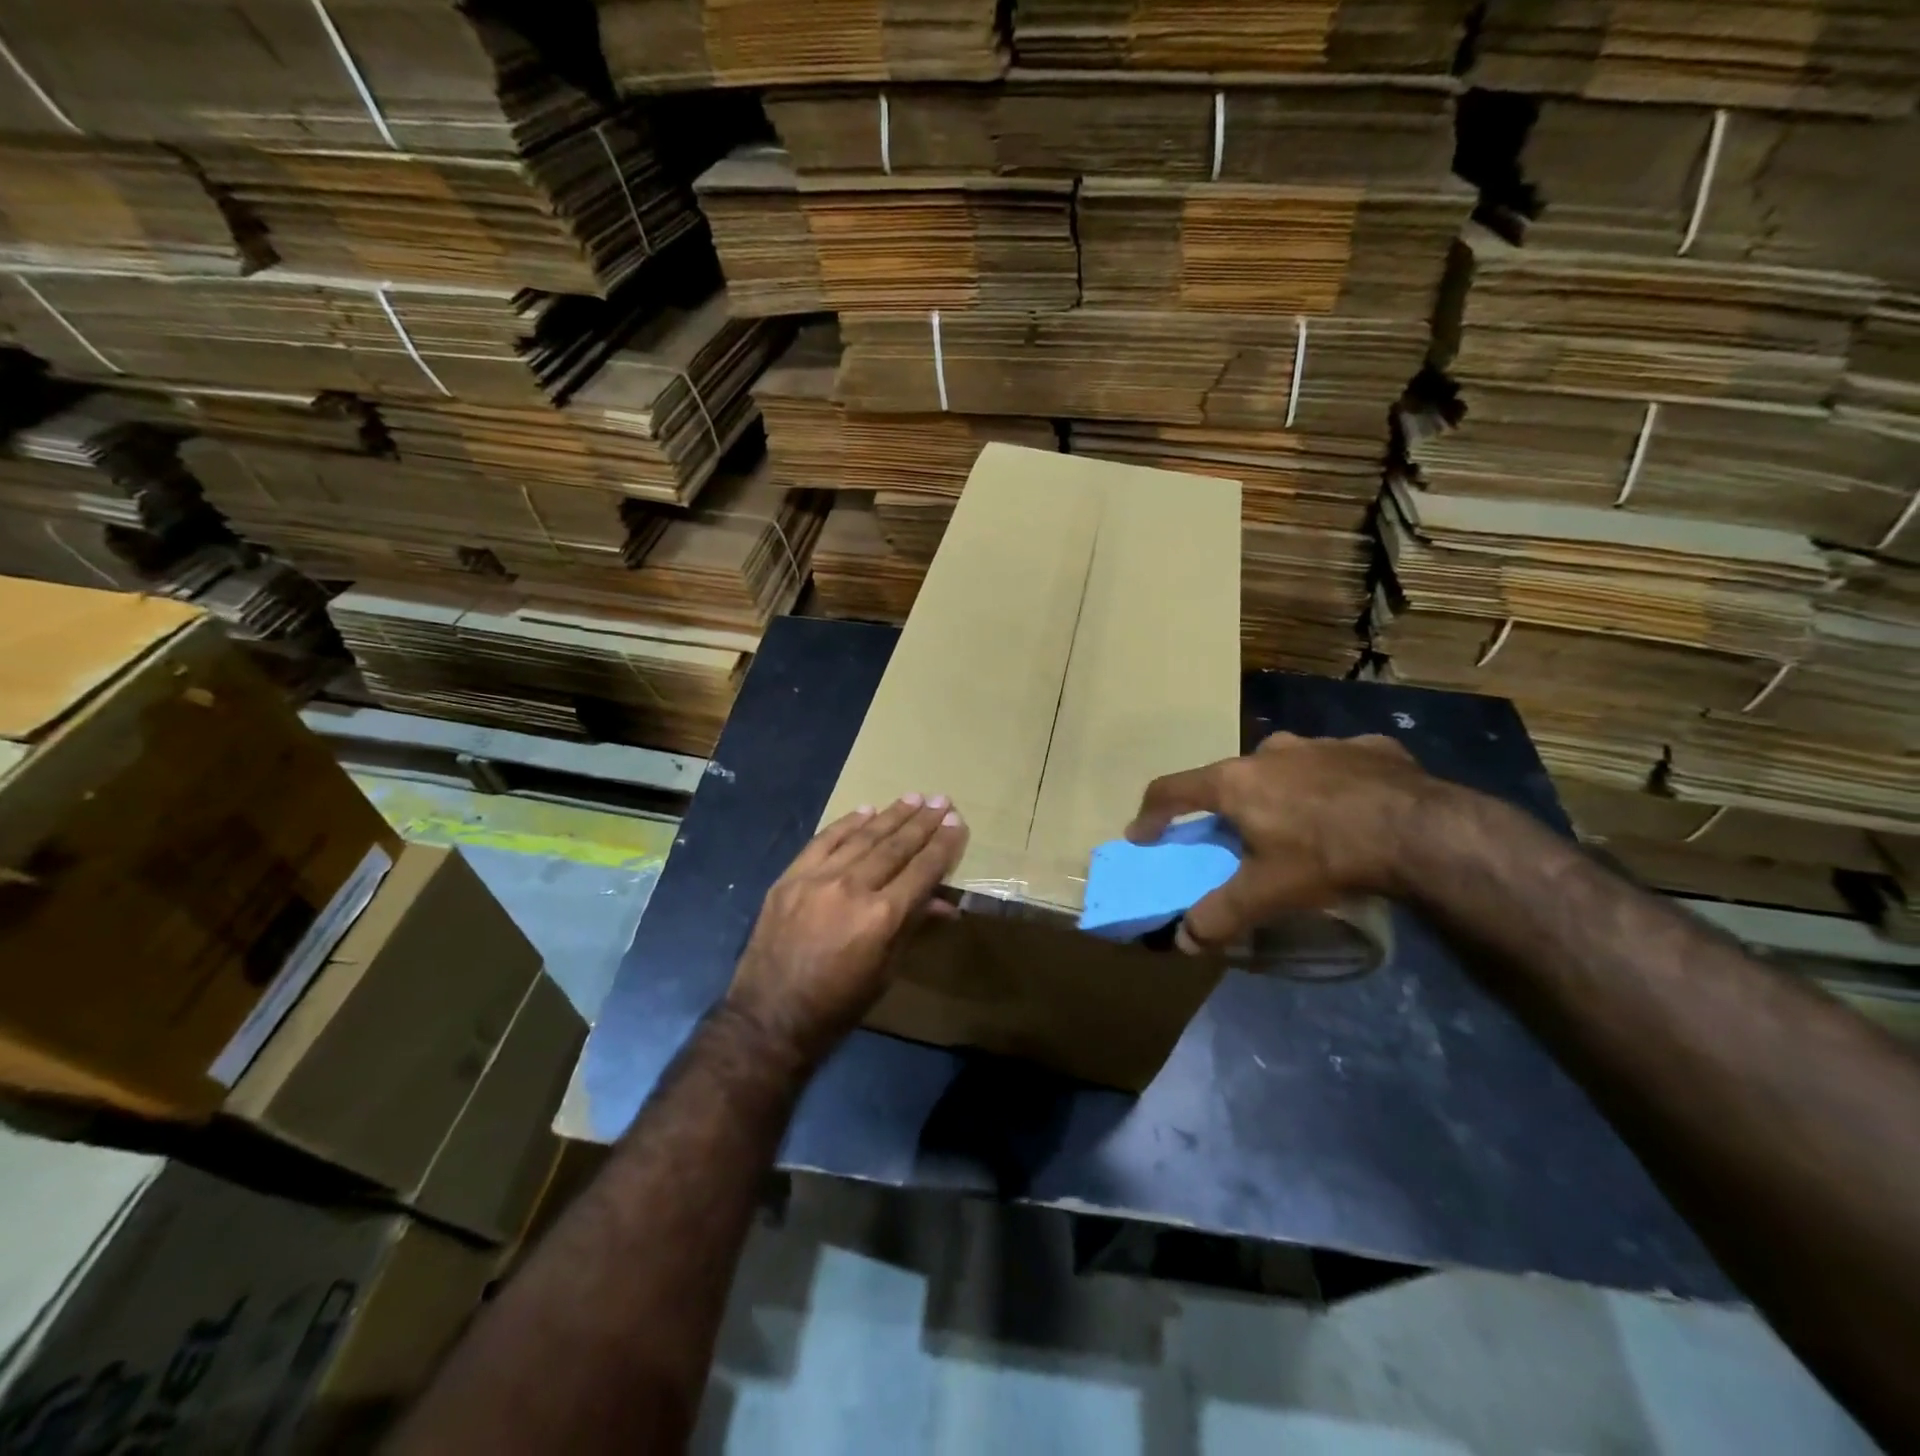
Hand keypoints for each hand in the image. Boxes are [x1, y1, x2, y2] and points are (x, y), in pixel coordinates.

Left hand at [726, 794, 967, 1066]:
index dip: (943, 845)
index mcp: (881, 917)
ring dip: (890, 816)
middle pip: (895, 846)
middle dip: (922, 823)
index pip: (922, 870)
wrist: (769, 1017)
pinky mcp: (790, 877)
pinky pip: (823, 841)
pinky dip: (846, 824)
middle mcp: (852, 888)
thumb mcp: (885, 971)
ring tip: (912, 798)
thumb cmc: (838, 1005)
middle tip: (941, 800)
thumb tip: (944, 903)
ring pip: (862, 837)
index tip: (957, 822)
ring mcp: (817, 879)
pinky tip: (865, 810)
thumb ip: (912, 926)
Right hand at [1126, 732, 1443, 952]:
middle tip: (1235, 835)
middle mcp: (1270, 751)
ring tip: (1298, 821)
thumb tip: (1184, 940)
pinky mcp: (1369, 747)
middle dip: (1225, 805)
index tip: (1141, 834)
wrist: (1423, 831)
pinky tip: (1353, 808)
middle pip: (1230, 777)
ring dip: (1280, 789)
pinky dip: (1333, 784)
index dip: (1151, 814)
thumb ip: (1220, 914)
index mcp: (1235, 781)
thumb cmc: (1327, 856)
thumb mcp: (1267, 893)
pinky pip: (1337, 765)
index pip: (1173, 790)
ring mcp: (1322, 743)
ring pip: (1285, 765)